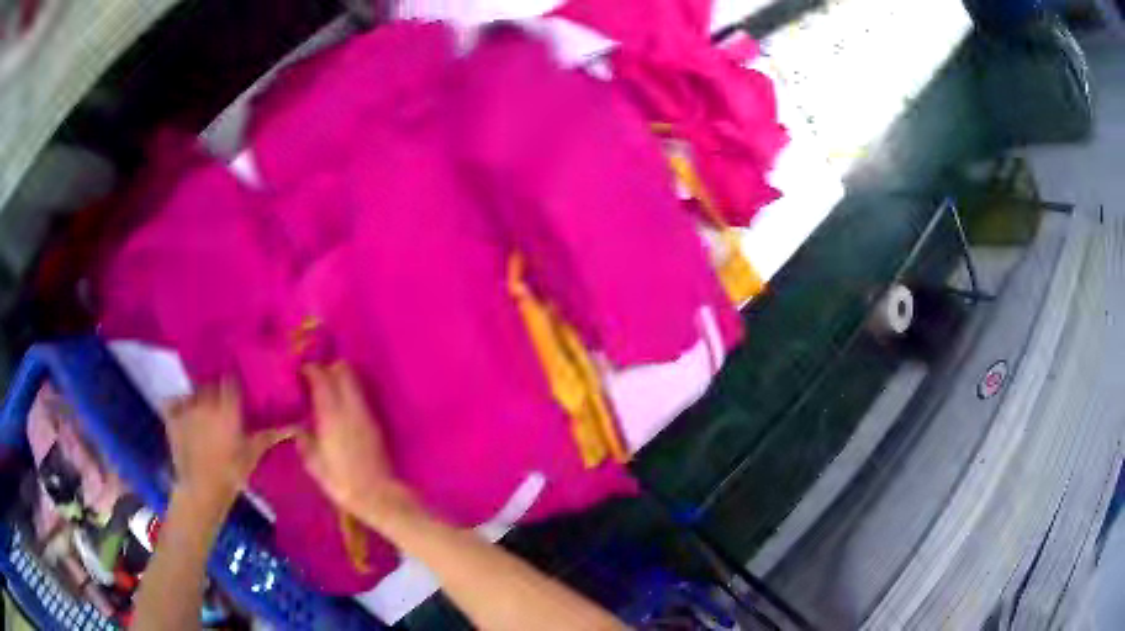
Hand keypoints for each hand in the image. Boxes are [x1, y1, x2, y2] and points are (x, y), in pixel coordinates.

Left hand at [165, 378, 294, 512]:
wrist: (201, 491)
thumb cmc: (231, 473)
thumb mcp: (253, 454)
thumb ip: (270, 435)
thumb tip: (295, 425)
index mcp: (228, 407)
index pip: (231, 380)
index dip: (233, 385)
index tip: (237, 392)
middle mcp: (207, 400)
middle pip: (211, 385)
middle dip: (216, 393)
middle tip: (221, 408)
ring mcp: (186, 406)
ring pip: (194, 393)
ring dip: (198, 400)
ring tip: (203, 416)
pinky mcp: (171, 415)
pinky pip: (174, 402)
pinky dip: (178, 407)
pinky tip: (184, 417)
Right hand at [297, 363, 411, 524]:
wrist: (379, 496)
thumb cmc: (341, 483)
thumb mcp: (314, 465)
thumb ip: (305, 442)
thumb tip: (298, 428)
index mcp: (331, 416)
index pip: (322, 379)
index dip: (311, 370)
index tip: (300, 370)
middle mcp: (350, 408)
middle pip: (343, 371)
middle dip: (328, 368)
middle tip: (314, 377)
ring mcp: (366, 414)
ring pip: (354, 382)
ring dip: (340, 379)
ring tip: (326, 390)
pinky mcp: (375, 423)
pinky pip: (360, 397)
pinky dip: (349, 393)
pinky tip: (339, 406)